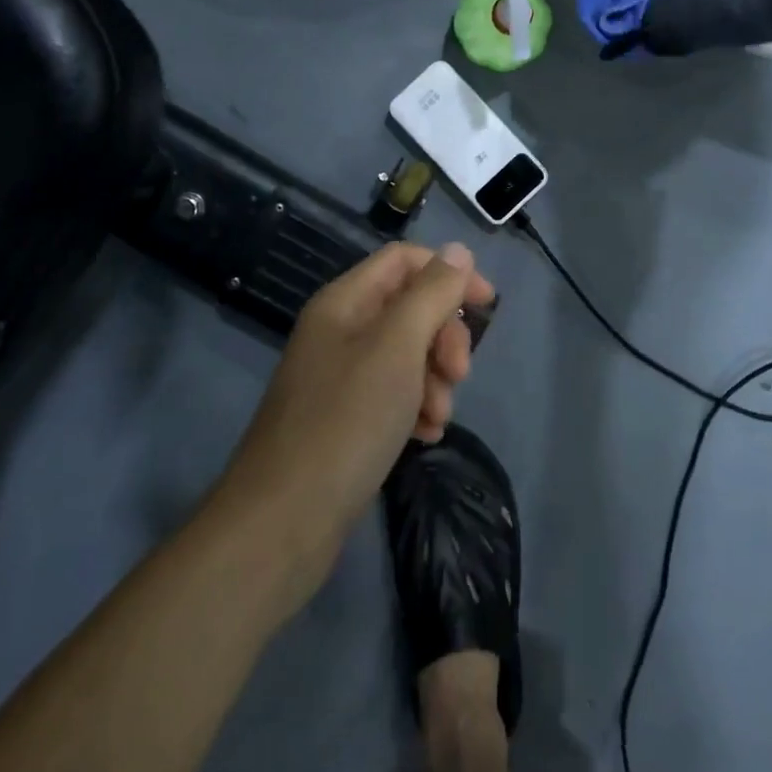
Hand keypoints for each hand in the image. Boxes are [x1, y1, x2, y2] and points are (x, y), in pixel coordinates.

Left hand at [213, 242, 493, 597]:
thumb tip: (458, 250)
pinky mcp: (346, 418)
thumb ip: (431, 293)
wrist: (285, 522)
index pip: (404, 260)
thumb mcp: (397, 347)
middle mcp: (340, 330)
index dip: (448, 272)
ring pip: (407, 354)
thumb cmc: (347, 420)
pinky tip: (425, 436)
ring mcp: (341, 376)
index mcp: (344, 301)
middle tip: (459, 373)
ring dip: (434, 378)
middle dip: (443, 336)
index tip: (486, 305)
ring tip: (437, 416)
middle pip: (410, 307)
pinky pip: (394, 394)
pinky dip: (416, 407)